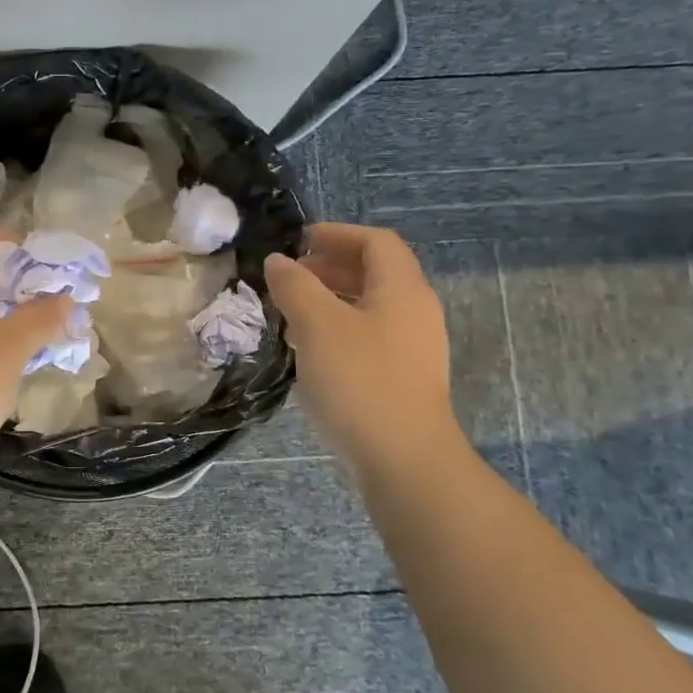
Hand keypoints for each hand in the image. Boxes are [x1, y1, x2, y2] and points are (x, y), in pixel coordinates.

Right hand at [263, 224, 460, 471]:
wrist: (403, 459)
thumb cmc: (360, 381)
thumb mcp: (318, 325)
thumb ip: (295, 286)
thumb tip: (277, 261)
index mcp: (402, 290)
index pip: (376, 241)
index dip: (337, 233)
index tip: (298, 240)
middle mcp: (415, 312)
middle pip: (375, 272)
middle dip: (330, 266)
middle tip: (289, 275)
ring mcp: (412, 348)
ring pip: (370, 306)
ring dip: (331, 299)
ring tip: (291, 311)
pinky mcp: (402, 378)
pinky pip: (369, 336)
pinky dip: (338, 329)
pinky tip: (310, 349)